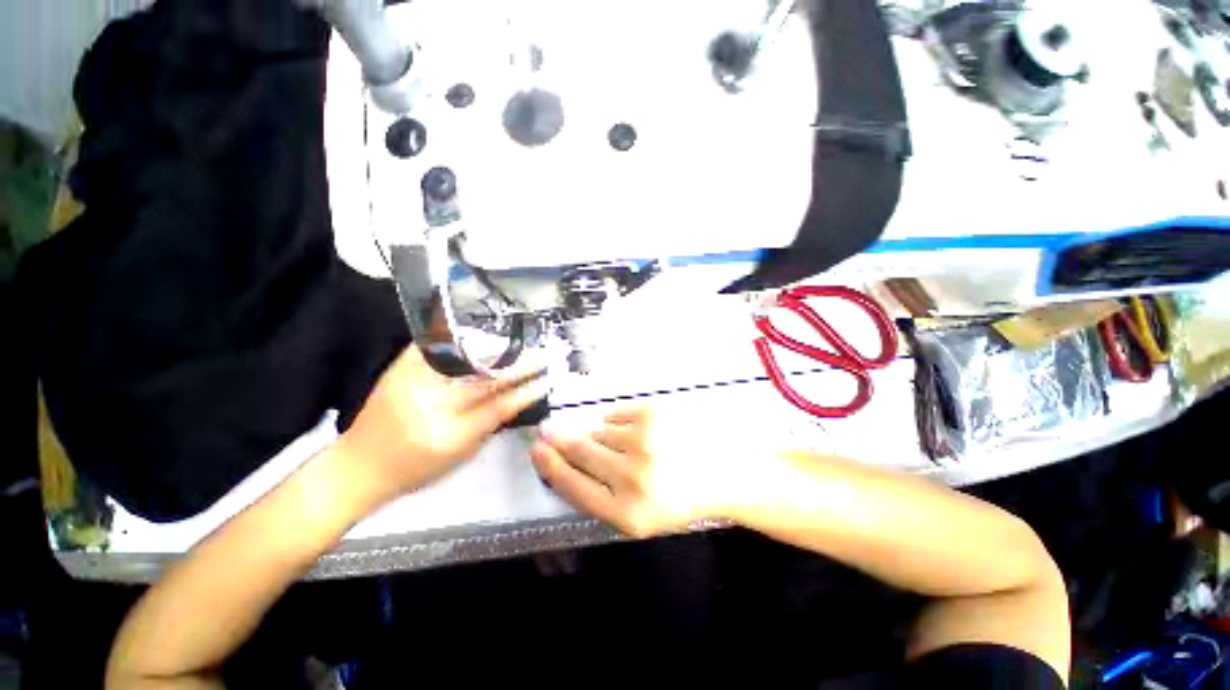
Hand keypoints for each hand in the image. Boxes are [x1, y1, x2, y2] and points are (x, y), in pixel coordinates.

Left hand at [339, 346, 548, 507]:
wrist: (356, 468)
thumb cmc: (413, 471)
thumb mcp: (459, 457)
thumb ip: (489, 427)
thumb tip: (517, 399)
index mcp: (448, 436)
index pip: (497, 408)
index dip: (525, 392)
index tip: (545, 380)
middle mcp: (429, 407)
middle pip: (484, 380)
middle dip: (517, 366)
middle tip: (539, 356)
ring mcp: (411, 384)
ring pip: (463, 360)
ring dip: (495, 351)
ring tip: (517, 345)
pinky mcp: (398, 371)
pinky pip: (434, 347)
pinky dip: (458, 340)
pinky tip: (478, 334)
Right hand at [530, 406, 744, 536]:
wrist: (727, 470)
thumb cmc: (680, 497)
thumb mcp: (640, 515)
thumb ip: (600, 493)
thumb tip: (563, 457)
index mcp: (627, 513)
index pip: (572, 486)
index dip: (550, 466)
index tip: (536, 449)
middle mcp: (631, 475)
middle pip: (578, 451)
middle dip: (559, 440)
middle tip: (548, 430)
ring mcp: (642, 439)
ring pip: (598, 431)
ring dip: (601, 436)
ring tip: (627, 444)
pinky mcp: (652, 412)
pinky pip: (615, 414)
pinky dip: (618, 422)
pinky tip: (640, 432)